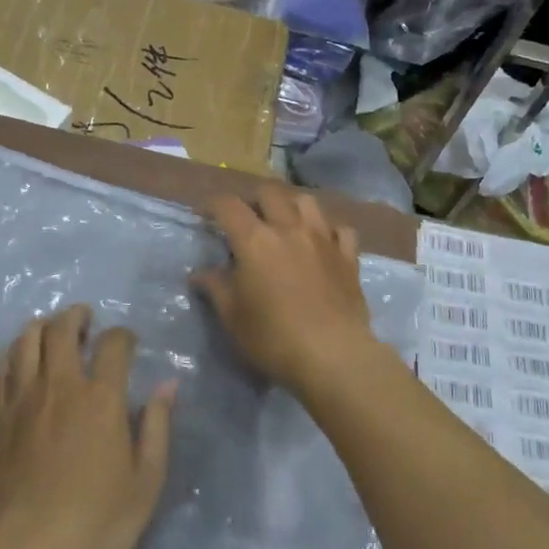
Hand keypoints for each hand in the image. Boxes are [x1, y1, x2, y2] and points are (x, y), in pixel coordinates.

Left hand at [0, 305, 175, 548]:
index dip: (123, 335)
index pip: (114, 343)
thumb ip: (157, 428)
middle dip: (76, 316)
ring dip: (42, 327)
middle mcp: (59, 385)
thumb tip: (167, 385)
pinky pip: (1, 369)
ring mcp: (20, 398)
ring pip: (26, 340)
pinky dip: (14, 354)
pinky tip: (20, 363)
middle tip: (85, 320)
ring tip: (51, 332)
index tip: (128, 343)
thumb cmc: (93, 523)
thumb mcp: (145, 483)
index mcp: (100, 397)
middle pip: (62, 328)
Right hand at [191, 188, 373, 391]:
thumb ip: (216, 288)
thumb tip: (200, 273)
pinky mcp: (348, 256)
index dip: (213, 205)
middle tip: (247, 219)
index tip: (206, 216)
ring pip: (307, 201)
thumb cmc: (273, 338)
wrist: (333, 356)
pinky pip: (340, 229)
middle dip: (254, 200)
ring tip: (285, 223)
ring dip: (291, 206)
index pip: (229, 205)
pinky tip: (323, 243)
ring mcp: (323, 239)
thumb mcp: (233, 317)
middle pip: (270, 193)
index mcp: (255, 240)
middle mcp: (289, 228)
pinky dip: (329, 230)